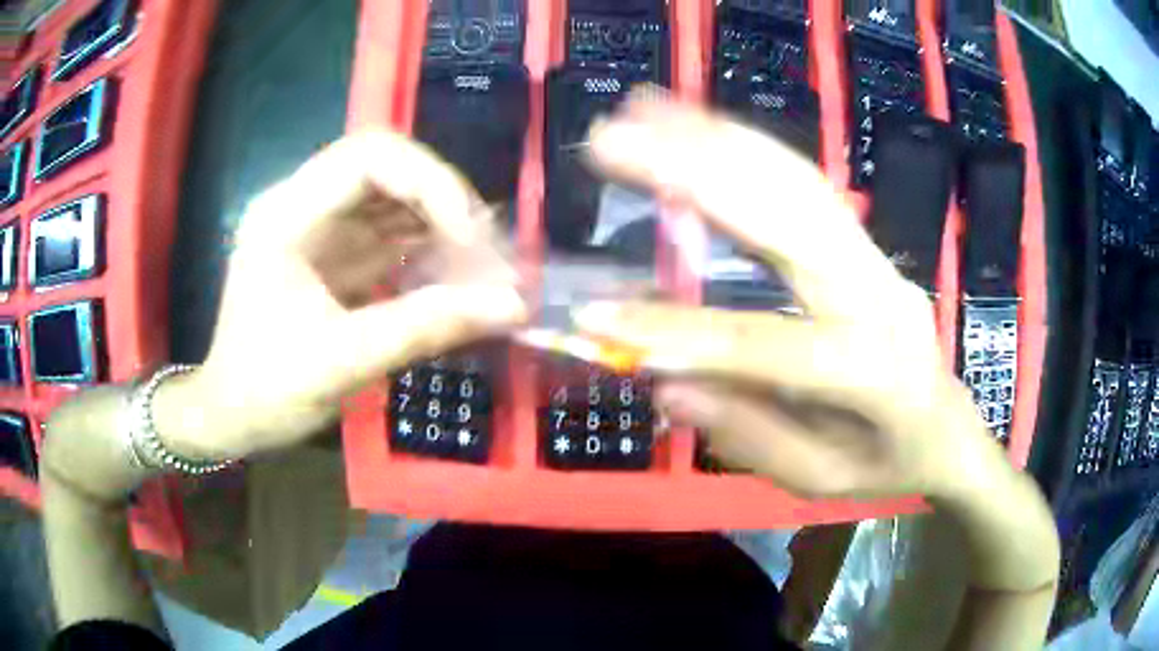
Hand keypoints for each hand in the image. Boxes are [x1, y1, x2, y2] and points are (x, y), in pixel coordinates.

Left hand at [161, 131, 525, 460]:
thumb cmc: (267, 391)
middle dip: (444, 201)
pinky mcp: (334, 252)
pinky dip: (429, 249)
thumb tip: (513, 306)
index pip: (369, 157)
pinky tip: (456, 278)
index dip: (430, 183)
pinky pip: (391, 231)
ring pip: (395, 196)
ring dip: (443, 224)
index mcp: (286, 214)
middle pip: (388, 166)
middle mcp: (302, 204)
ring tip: (484, 267)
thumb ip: (425, 327)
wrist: (232, 418)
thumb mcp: (342, 362)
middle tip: (488, 252)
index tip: (471, 240)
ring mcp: (319, 226)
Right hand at [576, 96, 1004, 500]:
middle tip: (611, 142)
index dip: (681, 333)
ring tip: (644, 110)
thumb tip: (668, 385)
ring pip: (795, 182)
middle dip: (694, 173)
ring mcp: (876, 258)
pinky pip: (805, 182)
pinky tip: (698, 125)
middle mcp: (880, 296)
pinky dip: (746, 145)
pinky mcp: (864, 243)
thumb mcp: (822, 479)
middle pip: (789, 220)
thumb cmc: (890, 465)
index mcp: (876, 373)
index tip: (596, 318)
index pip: (767, 345)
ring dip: (716, 138)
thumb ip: (751, 436)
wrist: (952, 430)